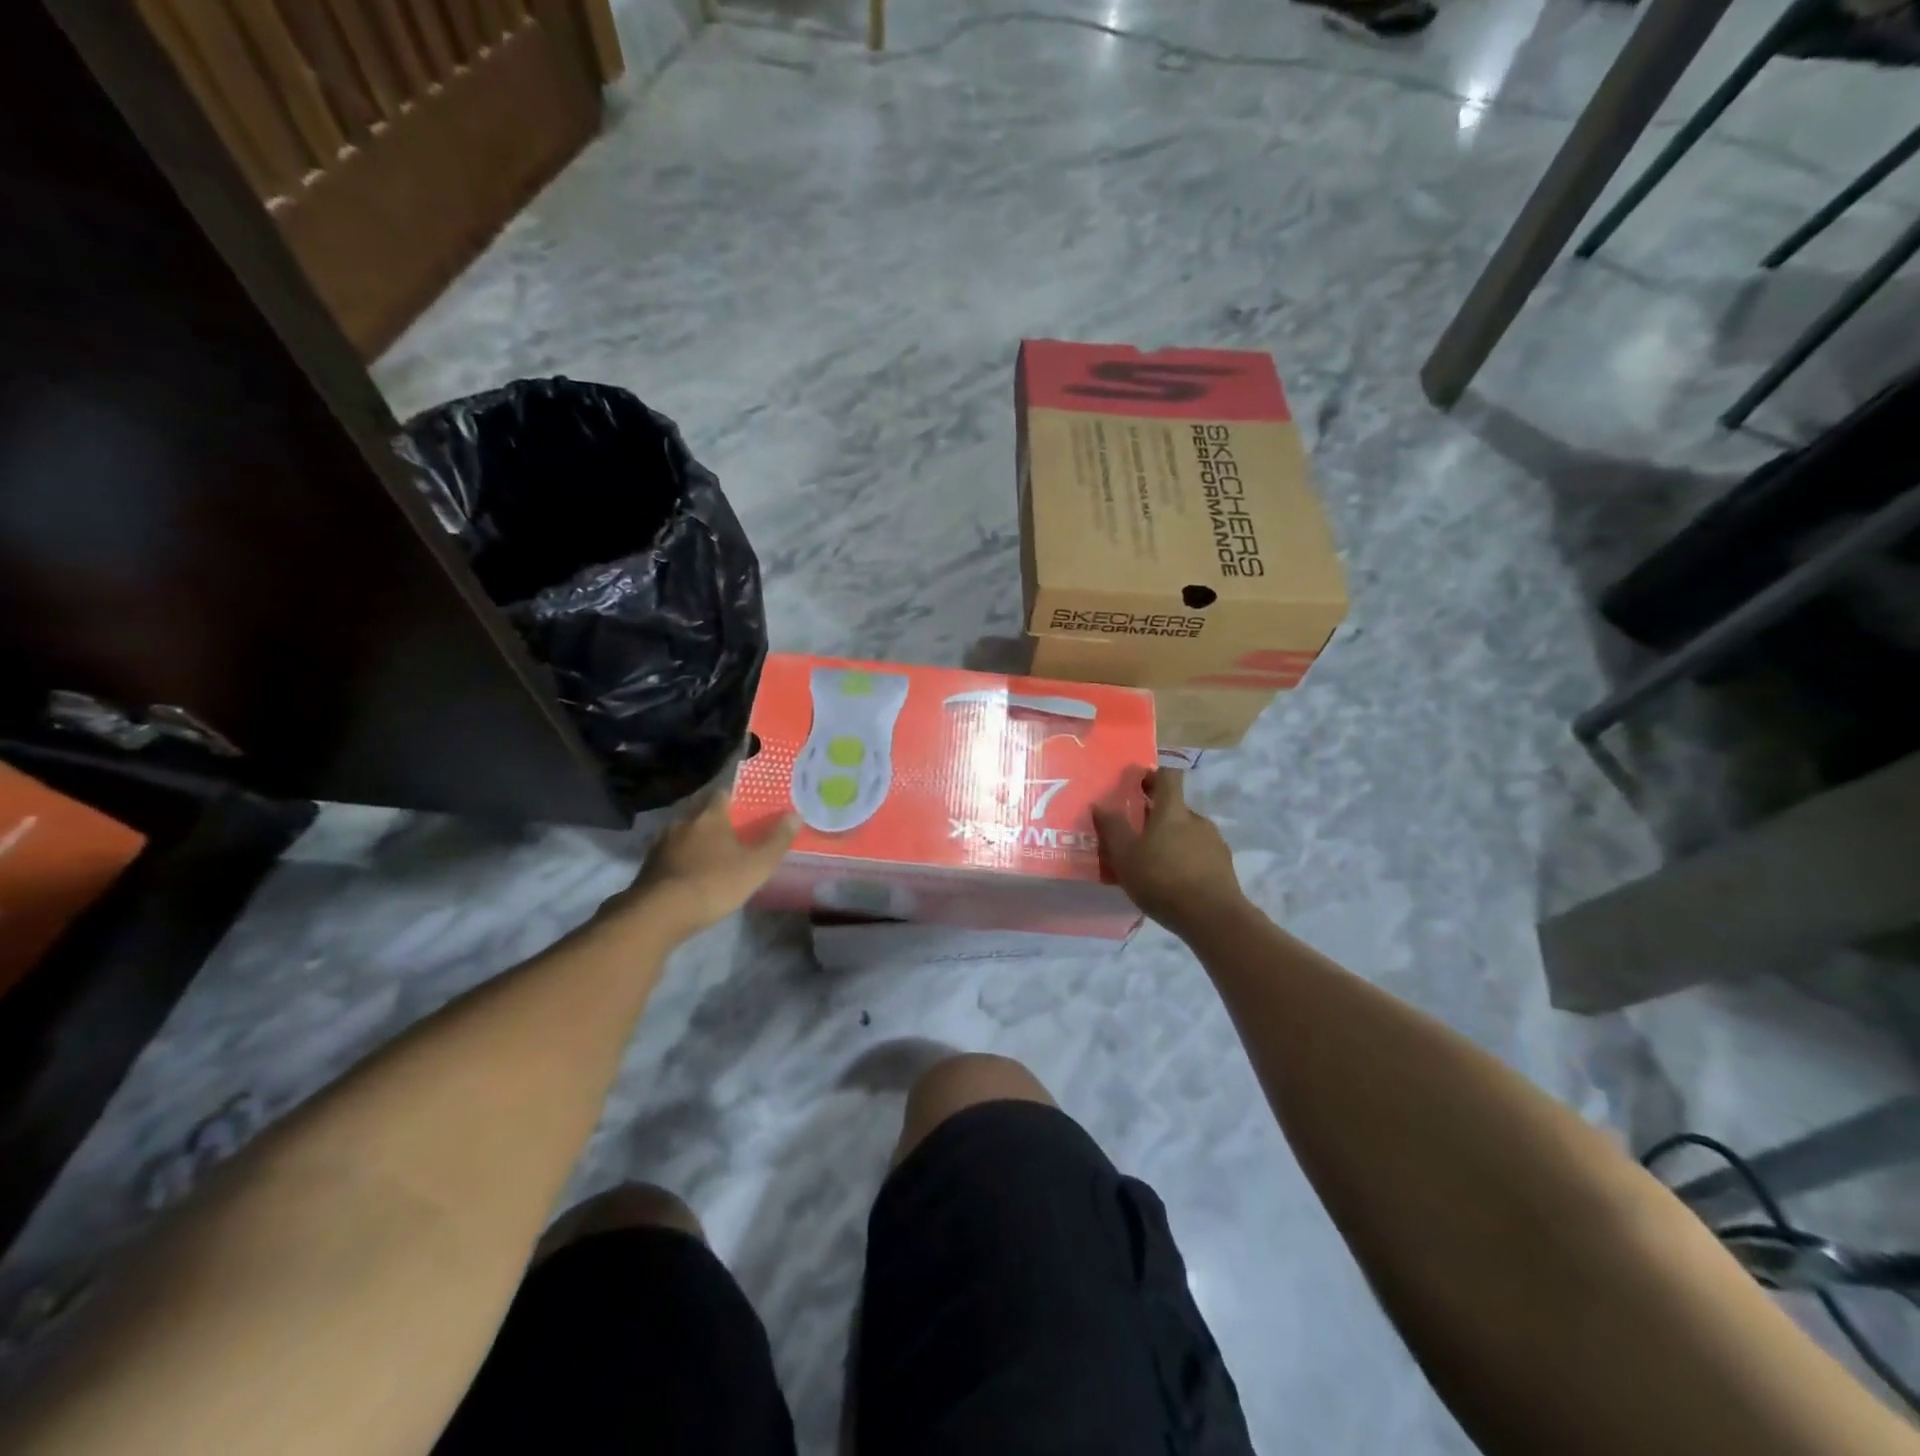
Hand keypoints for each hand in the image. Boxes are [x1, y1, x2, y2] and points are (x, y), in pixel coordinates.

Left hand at [602, 789, 798, 943]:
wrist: (659, 913)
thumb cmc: (714, 883)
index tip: (746, 804)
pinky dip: (681, 857)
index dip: (735, 796)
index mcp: (710, 816)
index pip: (723, 793)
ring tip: (711, 852)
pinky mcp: (649, 865)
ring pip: (684, 832)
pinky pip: (670, 853)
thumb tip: (796, 814)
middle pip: (701, 811)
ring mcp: (662, 843)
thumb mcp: (757, 865)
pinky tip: (689, 871)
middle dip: (715, 818)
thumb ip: (777, 840)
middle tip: (732, 830)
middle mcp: (684, 822)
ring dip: (696, 838)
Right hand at [1091, 769, 1246, 937]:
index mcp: (1173, 811)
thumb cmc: (1162, 880)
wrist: (1213, 918)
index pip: (1168, 776)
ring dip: (1173, 840)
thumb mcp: (1125, 856)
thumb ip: (1112, 828)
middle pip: (1176, 808)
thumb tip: (1100, 804)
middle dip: (1157, 815)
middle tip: (1137, 834)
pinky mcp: (1224, 865)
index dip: (1153, 775)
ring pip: (1189, 832)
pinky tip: (1176, 881)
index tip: (1137, 785)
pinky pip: (1200, 853)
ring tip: (1155, 863)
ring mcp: (1214, 842)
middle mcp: (1197, 819)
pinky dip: (1187, 859)